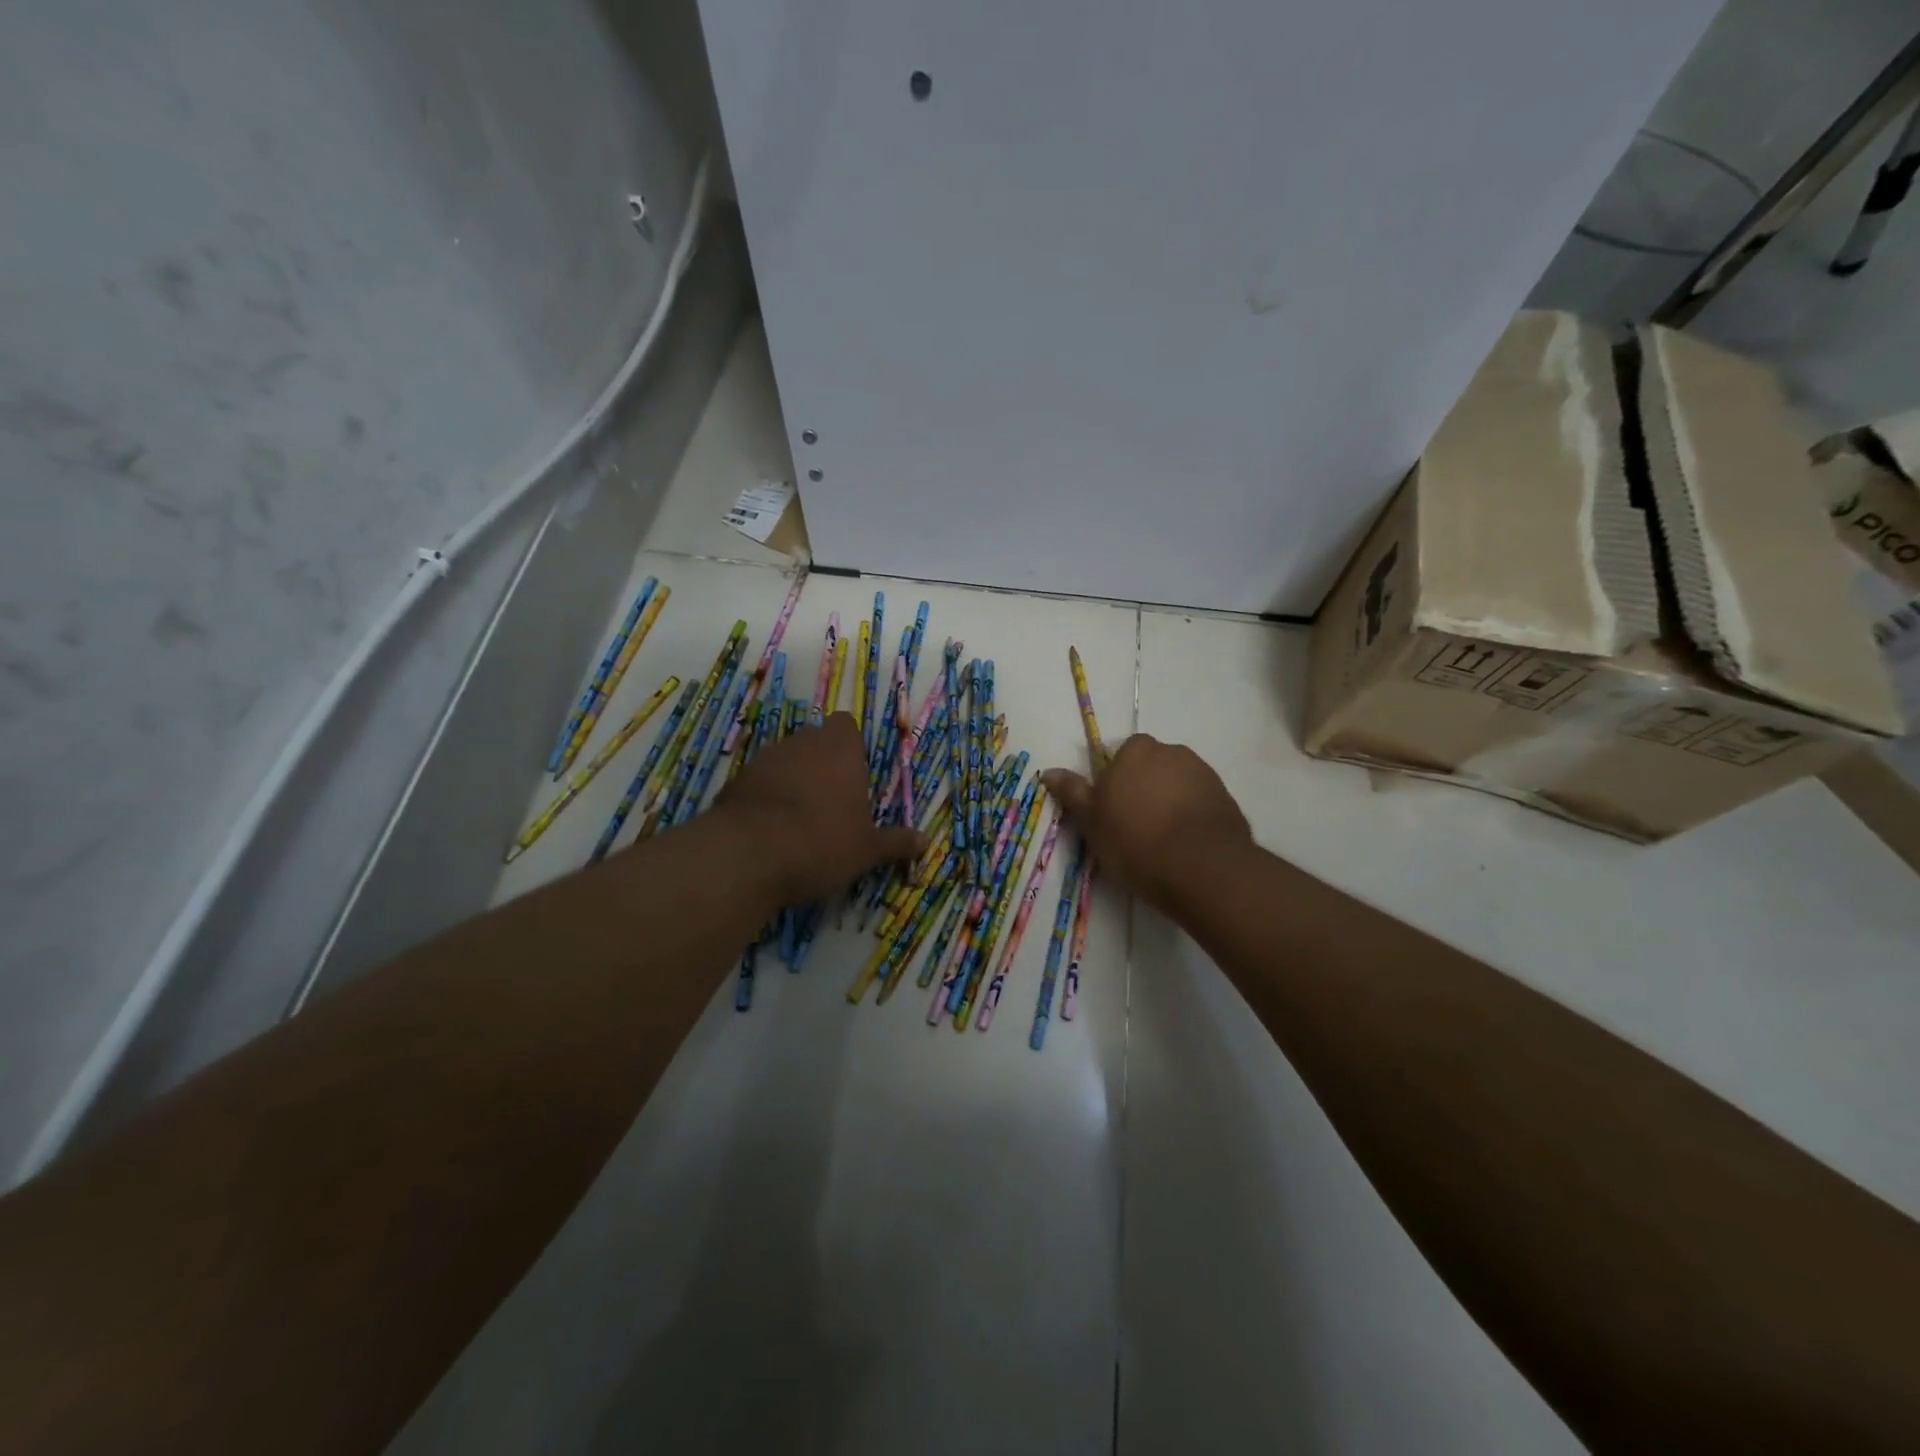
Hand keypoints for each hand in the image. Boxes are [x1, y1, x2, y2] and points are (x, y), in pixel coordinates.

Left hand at [715, 712, 924, 904]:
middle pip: (815, 740)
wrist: (747, 856)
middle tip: (832, 802)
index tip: (854, 775)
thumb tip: (926, 842)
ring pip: (785, 759)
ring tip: (799, 819)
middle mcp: (803, 743)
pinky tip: (769, 830)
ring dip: (793, 779)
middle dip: (822, 763)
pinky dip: (766, 797)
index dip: (850, 746)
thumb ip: (895, 843)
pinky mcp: (736, 780)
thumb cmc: (821, 843)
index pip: (846, 725)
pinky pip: (759, 781)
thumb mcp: (866, 851)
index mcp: (840, 750)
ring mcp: (765, 759)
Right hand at [1041, 734, 1251, 909]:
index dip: (1117, 778)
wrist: (1201, 866)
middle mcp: (1172, 752)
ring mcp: (1204, 774)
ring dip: (1170, 800)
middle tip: (1135, 823)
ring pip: (1178, 782)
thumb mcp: (1092, 820)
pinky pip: (1201, 801)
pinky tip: (1185, 844)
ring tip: (1162, 838)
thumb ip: (1073, 793)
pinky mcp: (1226, 798)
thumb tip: (1049, 772)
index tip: (1112, 807)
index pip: (1123, 752)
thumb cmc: (1134, 839)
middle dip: (1145, 786)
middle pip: (1153, 765)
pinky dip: (1192, 815)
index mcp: (1136, 751)